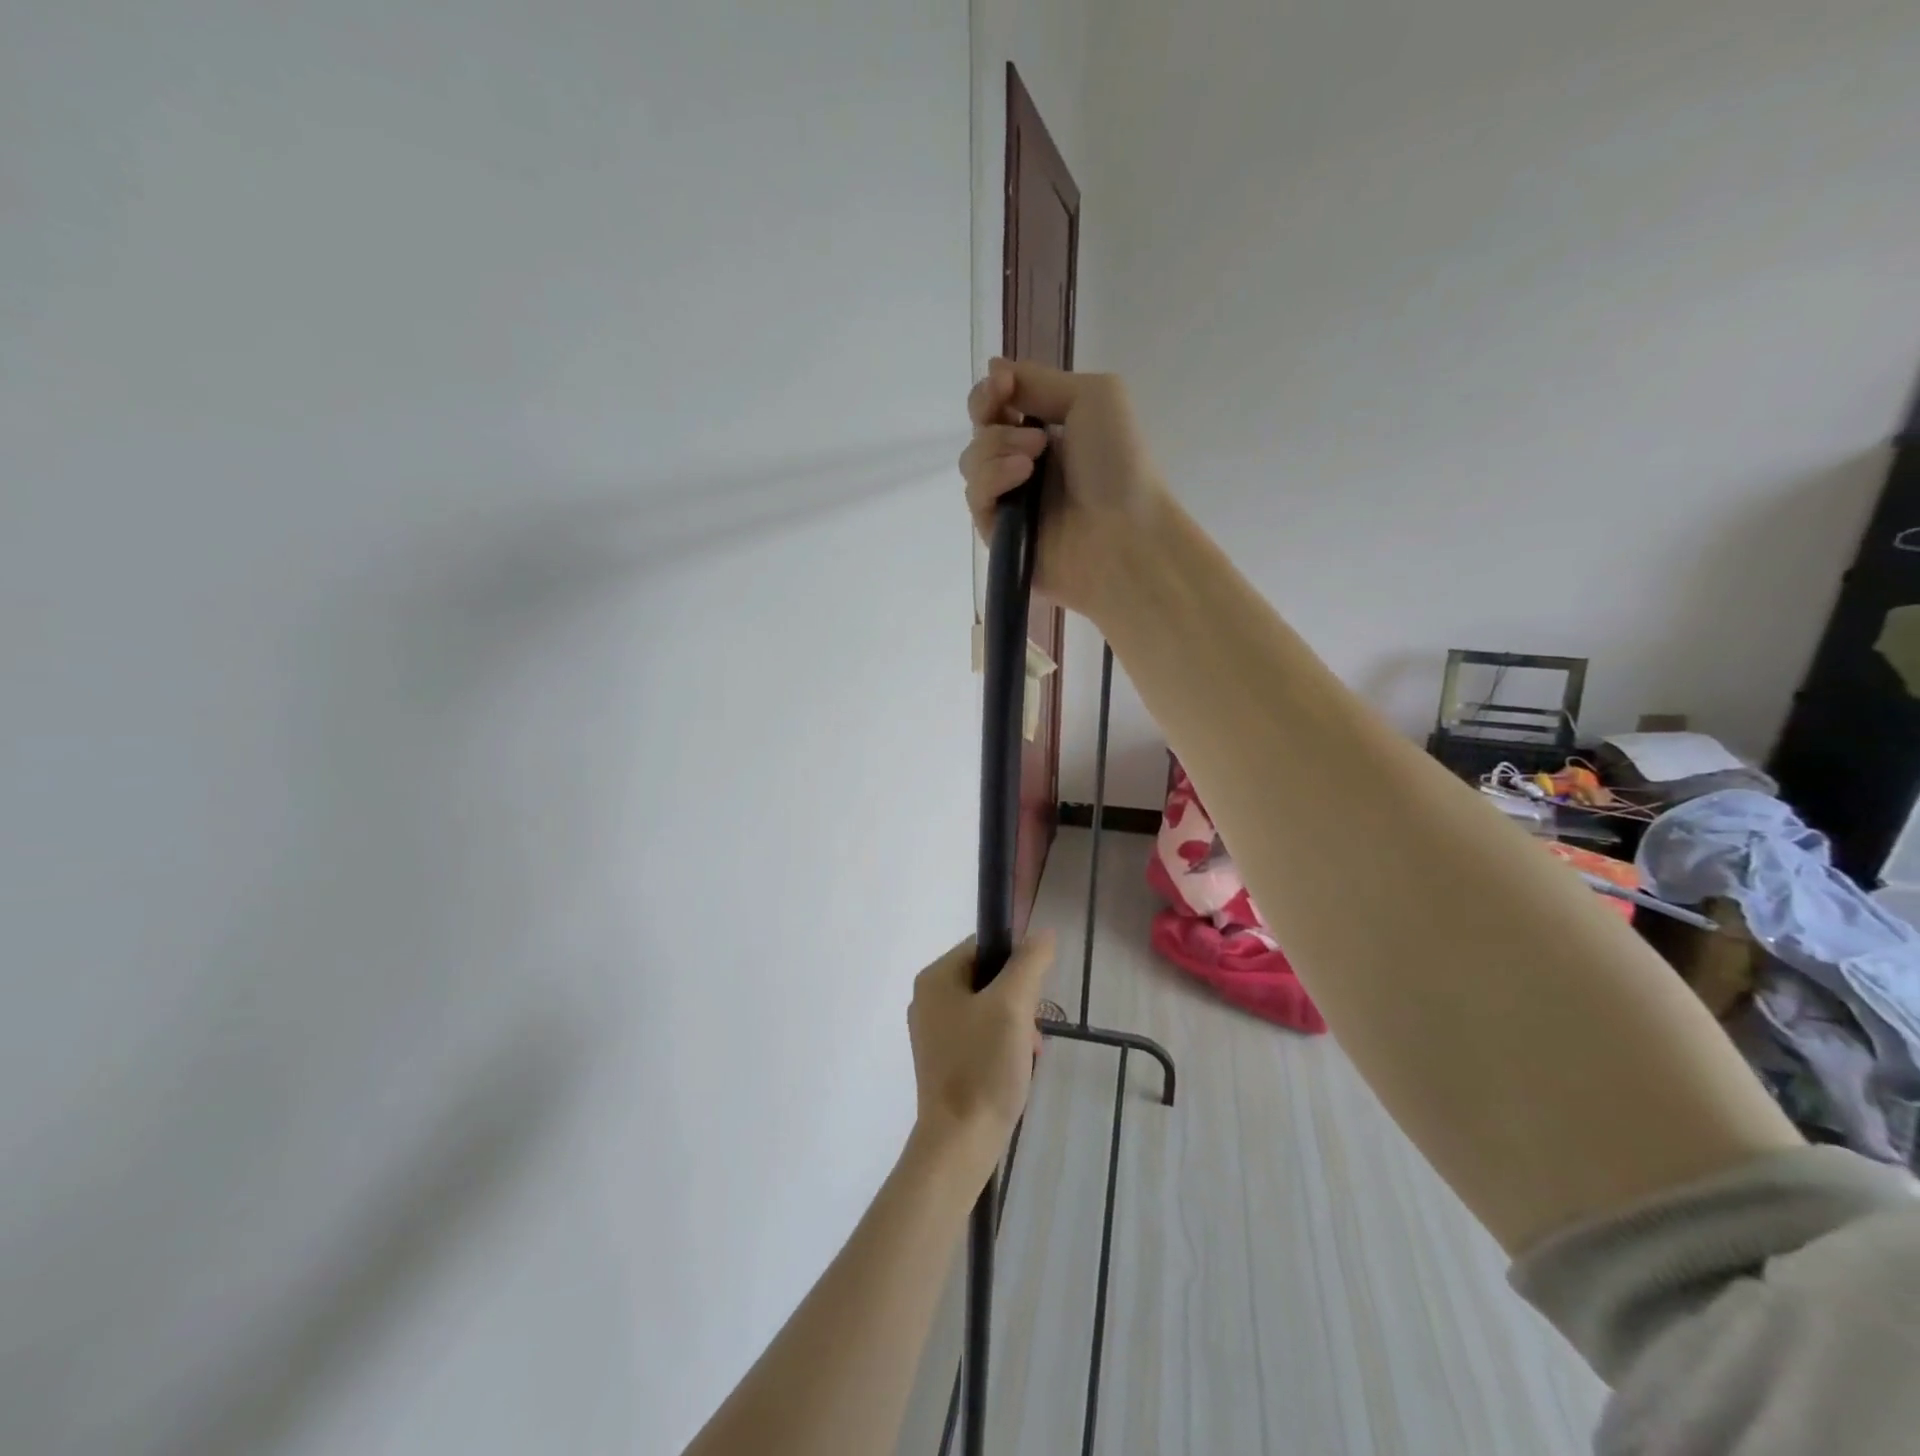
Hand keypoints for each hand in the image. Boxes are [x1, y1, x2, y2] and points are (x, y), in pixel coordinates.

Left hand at [907, 933, 1055, 1179]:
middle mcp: (928, 999)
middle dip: (1019, 1003)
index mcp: (935, 978)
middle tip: (1031, 1033)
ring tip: (1027, 1056)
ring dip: (1015, 1027)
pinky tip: (1016, 1071)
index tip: (1033, 997)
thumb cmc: (983, 1066)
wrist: (960, 1142)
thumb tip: (1043, 933)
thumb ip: (1029, 963)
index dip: (1016, 964)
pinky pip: (980, 1036)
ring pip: (989, 1009)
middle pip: (988, 979)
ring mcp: (934, 1032)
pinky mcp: (943, 1060)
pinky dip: (1002, 1047)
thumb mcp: (1013, 1005)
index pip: (984, 946)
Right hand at [959, 359, 1168, 620]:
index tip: (1002, 386)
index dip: (991, 392)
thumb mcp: (1094, 396)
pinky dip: (993, 480)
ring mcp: (1011, 502)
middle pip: (979, 431)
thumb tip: (993, 367)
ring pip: (971, 462)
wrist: (1126, 533)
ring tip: (1033, 461)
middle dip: (993, 420)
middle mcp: (1025, 465)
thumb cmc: (1120, 463)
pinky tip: (1021, 479)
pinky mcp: (998, 535)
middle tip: (1035, 437)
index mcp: (1049, 432)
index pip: (997, 407)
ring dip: (996, 450)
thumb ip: (1040, 381)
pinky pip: (975, 498)